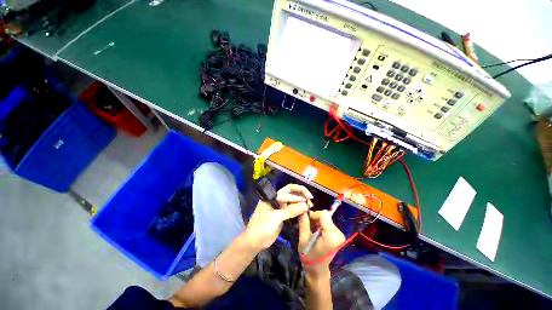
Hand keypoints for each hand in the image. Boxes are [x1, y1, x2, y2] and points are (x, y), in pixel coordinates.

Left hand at [244, 184, 313, 250]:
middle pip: (289, 191)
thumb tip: (305, 205)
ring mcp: (279, 206)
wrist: (255, 242)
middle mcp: (276, 199)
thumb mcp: (275, 218)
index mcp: (271, 197)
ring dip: (300, 200)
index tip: (306, 201)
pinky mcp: (282, 214)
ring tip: (310, 204)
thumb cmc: (262, 228)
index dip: (296, 196)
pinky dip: (299, 208)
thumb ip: (290, 211)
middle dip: (300, 192)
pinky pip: (292, 208)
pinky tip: (305, 210)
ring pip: (292, 199)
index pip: (286, 192)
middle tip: (310, 197)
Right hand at [299, 210, 344, 276]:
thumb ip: (303, 222)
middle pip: (325, 216)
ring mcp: (339, 234)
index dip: (313, 214)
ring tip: (310, 229)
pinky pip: (328, 223)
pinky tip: (315, 231)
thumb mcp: (303, 239)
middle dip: (315, 218)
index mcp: (331, 235)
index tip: (305, 219)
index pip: (323, 215)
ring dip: (317, 221)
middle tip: (307, 225)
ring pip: (326, 219)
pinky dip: (320, 224)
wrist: (317, 271)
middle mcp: (338, 233)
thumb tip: (302, 209)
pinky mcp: (338, 235)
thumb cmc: (309, 257)